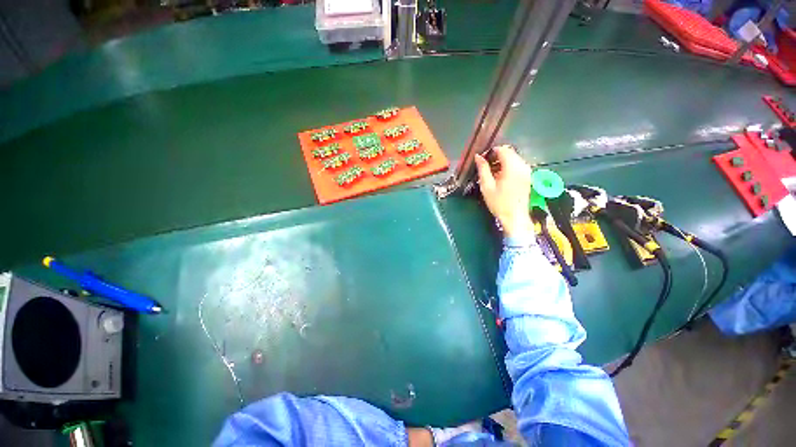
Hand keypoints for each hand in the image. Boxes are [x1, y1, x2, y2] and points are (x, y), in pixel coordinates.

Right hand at [474, 145, 532, 237]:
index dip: (491, 152)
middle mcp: (523, 166)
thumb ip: (483, 169)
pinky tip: (500, 177)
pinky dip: (508, 167)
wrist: (515, 217)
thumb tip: (478, 156)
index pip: (503, 150)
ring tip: (491, 173)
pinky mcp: (527, 176)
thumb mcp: (487, 186)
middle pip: (509, 152)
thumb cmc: (499, 203)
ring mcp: (527, 171)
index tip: (482, 160)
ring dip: (502, 162)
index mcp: (512, 167)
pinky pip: (517, 165)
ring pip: (513, 158)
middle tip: (485, 167)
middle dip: (496, 156)